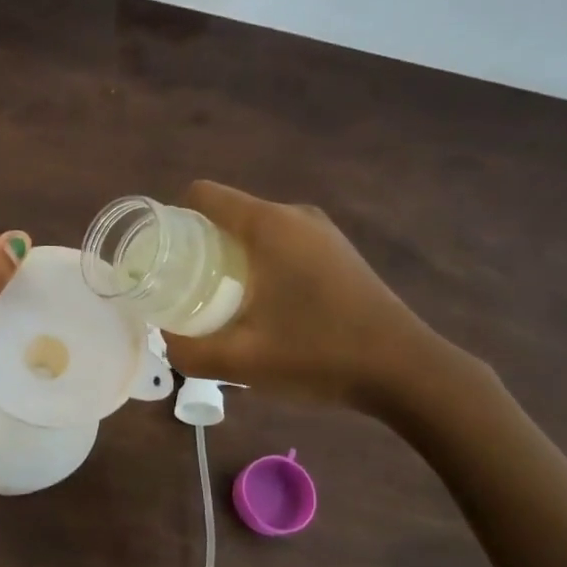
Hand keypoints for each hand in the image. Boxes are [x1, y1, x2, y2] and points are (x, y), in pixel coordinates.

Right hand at [166, 181, 444, 407]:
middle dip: (196, 245)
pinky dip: (257, 264)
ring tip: (215, 301)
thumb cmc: (319, 355)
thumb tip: (165, 340)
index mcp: (269, 225)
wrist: (406, 371)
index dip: (171, 220)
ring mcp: (321, 232)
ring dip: (228, 257)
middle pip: (226, 213)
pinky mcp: (336, 253)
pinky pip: (280, 244)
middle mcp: (294, 216)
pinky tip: (259, 306)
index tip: (160, 260)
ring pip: (254, 230)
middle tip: (180, 289)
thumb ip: (188, 352)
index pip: (202, 196)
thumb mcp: (241, 361)